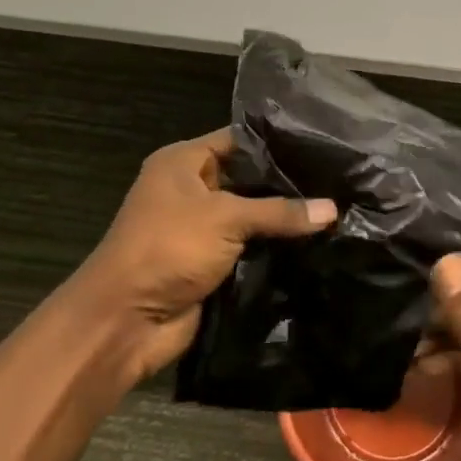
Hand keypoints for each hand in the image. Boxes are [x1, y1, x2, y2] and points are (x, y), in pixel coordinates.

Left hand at [80, 129, 335, 382]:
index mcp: (182, 162)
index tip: (320, 142)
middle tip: (336, 177)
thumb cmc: (168, 248)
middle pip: (247, 178)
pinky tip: (315, 241)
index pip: (238, 139)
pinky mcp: (210, 262)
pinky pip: (249, 247)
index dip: (276, 141)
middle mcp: (190, 189)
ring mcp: (200, 228)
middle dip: (286, 182)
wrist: (124, 322)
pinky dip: (273, 247)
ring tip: (336, 206)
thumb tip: (333, 209)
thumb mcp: (226, 218)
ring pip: (251, 215)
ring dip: (282, 219)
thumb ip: (280, 211)